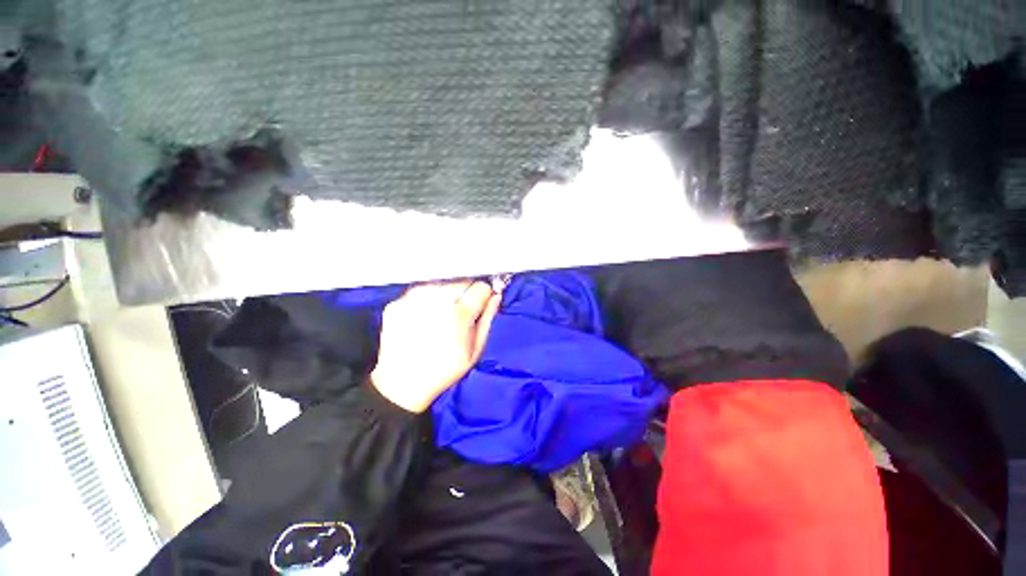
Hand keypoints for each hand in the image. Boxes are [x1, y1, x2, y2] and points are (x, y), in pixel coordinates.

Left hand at [371, 280, 501, 412]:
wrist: (402, 384)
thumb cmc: (444, 370)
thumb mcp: (475, 350)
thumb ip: (487, 319)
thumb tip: (496, 296)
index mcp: (459, 314)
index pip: (481, 286)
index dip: (485, 294)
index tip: (482, 301)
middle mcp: (436, 301)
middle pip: (462, 280)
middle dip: (467, 290)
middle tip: (463, 306)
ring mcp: (413, 301)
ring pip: (440, 281)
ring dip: (446, 291)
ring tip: (442, 309)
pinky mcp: (396, 304)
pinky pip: (419, 289)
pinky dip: (426, 297)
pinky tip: (425, 313)